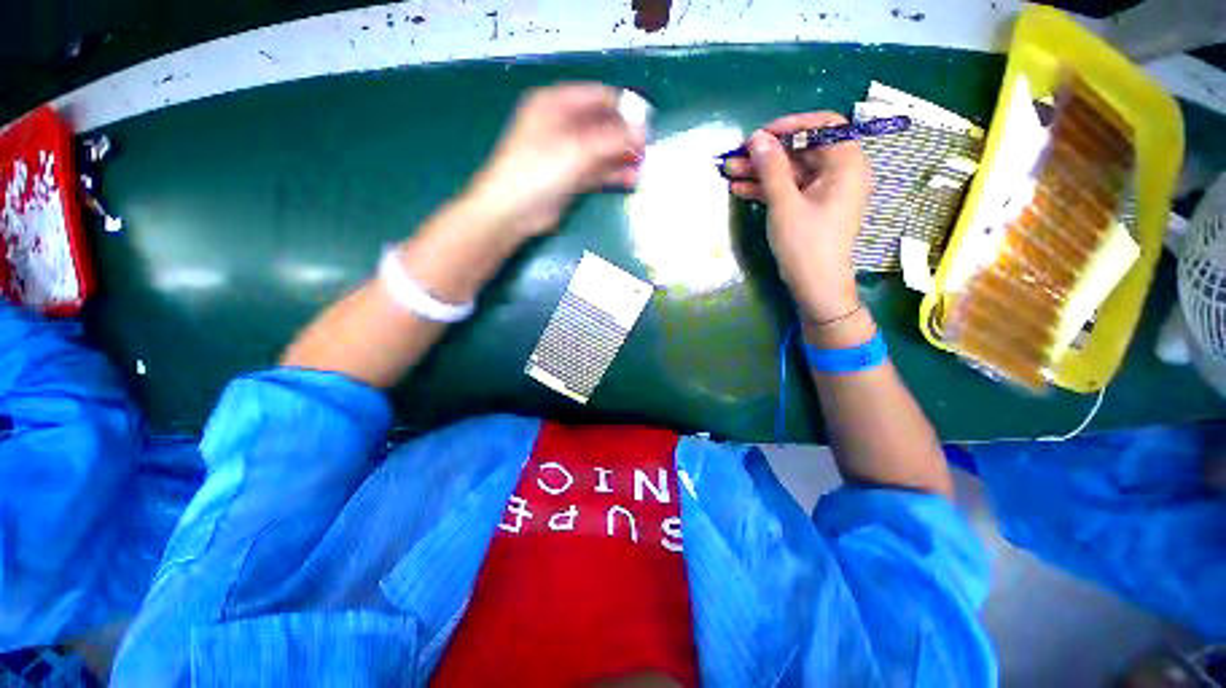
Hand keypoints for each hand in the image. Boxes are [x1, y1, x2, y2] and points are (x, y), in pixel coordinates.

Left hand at [466, 83, 646, 238]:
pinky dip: (613, 174)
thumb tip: (643, 131)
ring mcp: (566, 153)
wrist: (513, 211)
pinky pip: (597, 171)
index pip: (599, 97)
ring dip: (622, 158)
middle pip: (602, 124)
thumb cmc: (539, 170)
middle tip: (648, 151)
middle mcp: (562, 124)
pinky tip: (631, 180)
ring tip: (644, 168)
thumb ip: (613, 139)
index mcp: (556, 103)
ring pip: (601, 150)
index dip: (625, 108)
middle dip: (626, 137)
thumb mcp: (578, 149)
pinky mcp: (570, 178)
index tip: (647, 124)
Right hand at [724, 112, 871, 322]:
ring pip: (791, 172)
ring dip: (761, 172)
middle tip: (736, 156)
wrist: (816, 287)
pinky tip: (739, 189)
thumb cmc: (806, 245)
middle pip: (802, 150)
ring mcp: (824, 192)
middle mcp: (840, 173)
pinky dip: (766, 189)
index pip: (824, 127)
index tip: (761, 135)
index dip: (791, 126)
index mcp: (847, 164)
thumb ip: (772, 168)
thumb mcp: (785, 204)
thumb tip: (757, 138)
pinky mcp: (811, 208)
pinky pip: (789, 190)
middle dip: (767, 154)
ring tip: (729, 172)